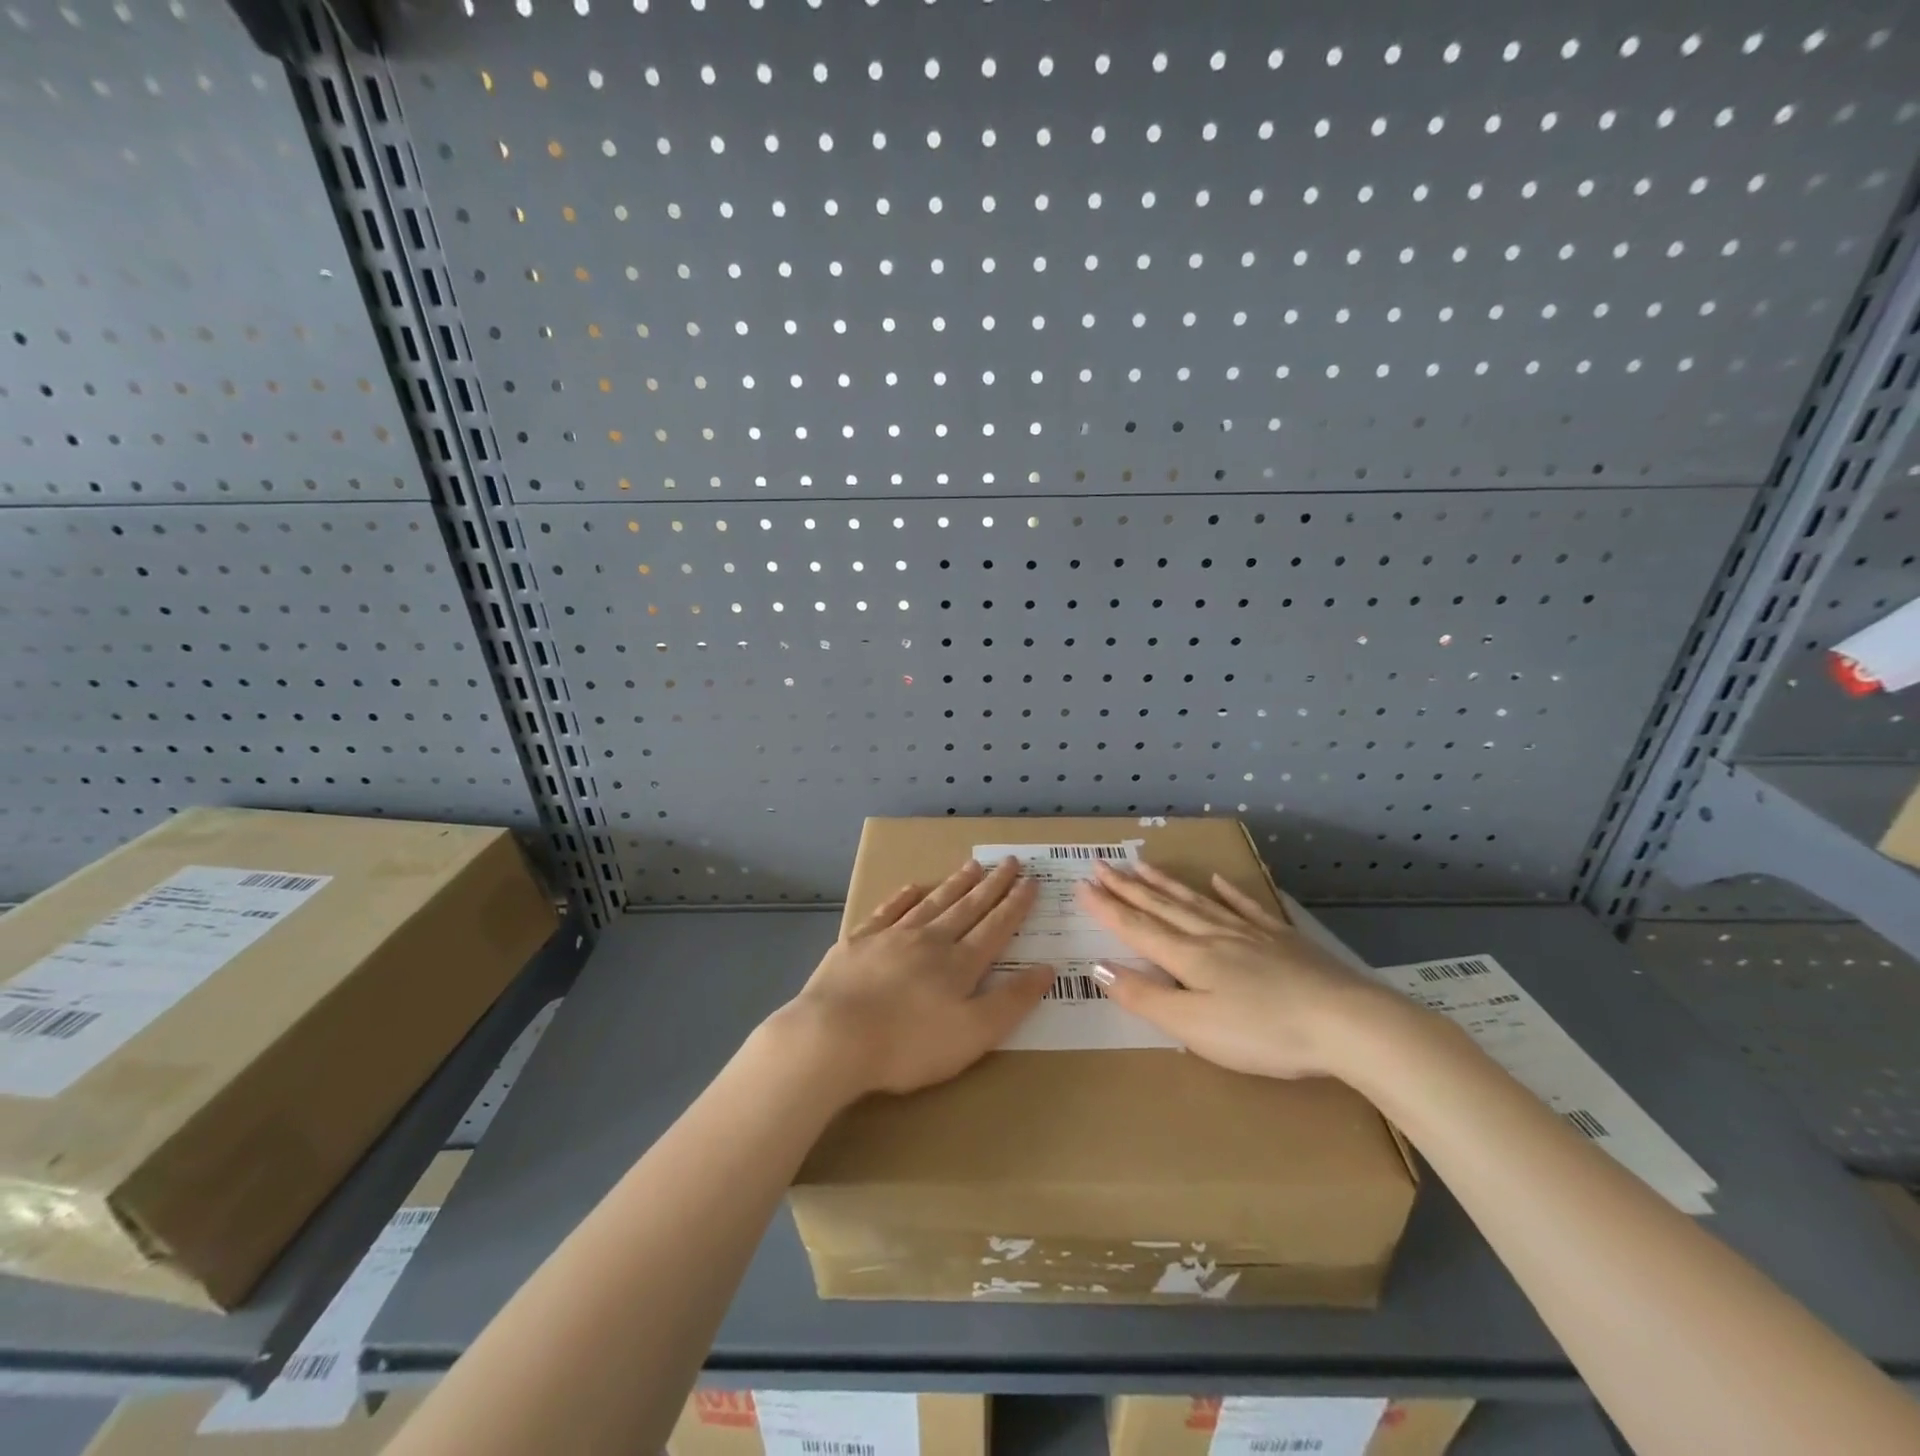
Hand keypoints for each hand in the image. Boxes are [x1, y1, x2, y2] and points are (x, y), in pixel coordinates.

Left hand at [770, 857, 1053, 1097]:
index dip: (1016, 905)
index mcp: (960, 964)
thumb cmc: (909, 1045)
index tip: (1031, 881)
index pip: (996, 927)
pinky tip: (913, 887)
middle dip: (992, 885)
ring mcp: (892, 936)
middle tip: (1010, 862)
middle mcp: (930, 940)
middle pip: (968, 907)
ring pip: (932, 902)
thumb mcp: (973, 1034)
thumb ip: (1011, 1001)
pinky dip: (903, 897)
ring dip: (955, 884)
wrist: (834, 1037)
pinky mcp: (859, 942)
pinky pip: (888, 910)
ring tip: (973, 865)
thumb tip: (1046, 969)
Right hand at [1076, 860, 1402, 1078]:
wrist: (1346, 1023)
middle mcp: (1212, 936)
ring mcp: (1249, 934)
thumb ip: (1146, 997)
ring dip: (1165, 884)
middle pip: (1162, 906)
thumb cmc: (1263, 1032)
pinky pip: (1246, 908)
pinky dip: (1228, 893)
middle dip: (1128, 887)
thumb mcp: (1195, 1027)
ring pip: (1197, 901)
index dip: (1107, 908)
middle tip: (1101, 864)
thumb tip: (1098, 967)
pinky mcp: (1281, 940)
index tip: (1081, 886)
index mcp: (1188, 958)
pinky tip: (1218, 881)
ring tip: (1142, 865)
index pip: (1137, 927)